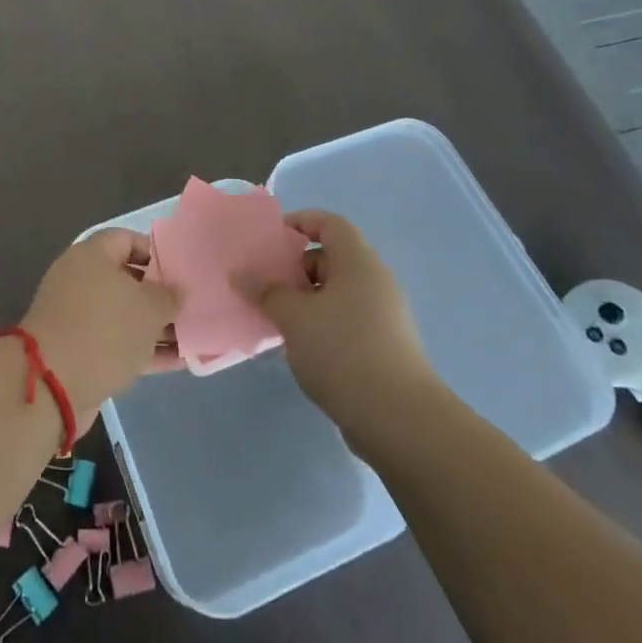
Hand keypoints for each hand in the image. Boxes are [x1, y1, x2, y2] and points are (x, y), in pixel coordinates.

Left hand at [24, 228, 180, 418]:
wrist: (54, 385)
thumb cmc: (105, 330)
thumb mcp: (148, 308)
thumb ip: (168, 296)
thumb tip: (176, 291)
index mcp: (91, 256)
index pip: (127, 239)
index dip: (155, 252)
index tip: (180, 271)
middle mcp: (81, 281)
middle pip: (127, 280)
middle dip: (159, 295)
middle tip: (190, 306)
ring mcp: (78, 318)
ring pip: (124, 316)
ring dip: (155, 327)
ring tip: (192, 337)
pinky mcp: (79, 352)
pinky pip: (118, 343)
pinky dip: (144, 350)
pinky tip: (178, 363)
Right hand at [237, 210, 436, 432]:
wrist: (400, 420)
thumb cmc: (343, 351)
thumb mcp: (294, 317)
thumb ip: (266, 291)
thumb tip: (241, 274)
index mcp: (358, 261)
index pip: (329, 223)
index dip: (300, 222)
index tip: (270, 240)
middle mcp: (375, 281)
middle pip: (331, 258)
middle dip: (296, 268)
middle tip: (265, 286)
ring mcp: (384, 315)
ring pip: (337, 293)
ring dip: (306, 301)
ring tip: (277, 320)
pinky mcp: (384, 346)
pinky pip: (346, 320)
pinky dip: (322, 324)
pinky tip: (301, 348)